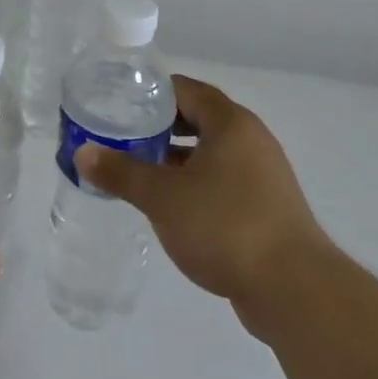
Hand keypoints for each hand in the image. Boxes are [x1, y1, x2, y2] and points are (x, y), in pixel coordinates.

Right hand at [74, 75, 328, 337]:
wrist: (294, 288)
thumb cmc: (225, 225)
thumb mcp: (162, 197)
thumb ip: (121, 172)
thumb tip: (83, 152)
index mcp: (230, 123)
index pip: (186, 89)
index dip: (152, 93)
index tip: (120, 103)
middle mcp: (251, 139)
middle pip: (199, 119)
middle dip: (161, 127)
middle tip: (124, 137)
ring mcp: (263, 174)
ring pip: (212, 153)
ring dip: (178, 158)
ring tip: (140, 171)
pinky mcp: (267, 207)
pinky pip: (224, 181)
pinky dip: (197, 183)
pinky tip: (173, 206)